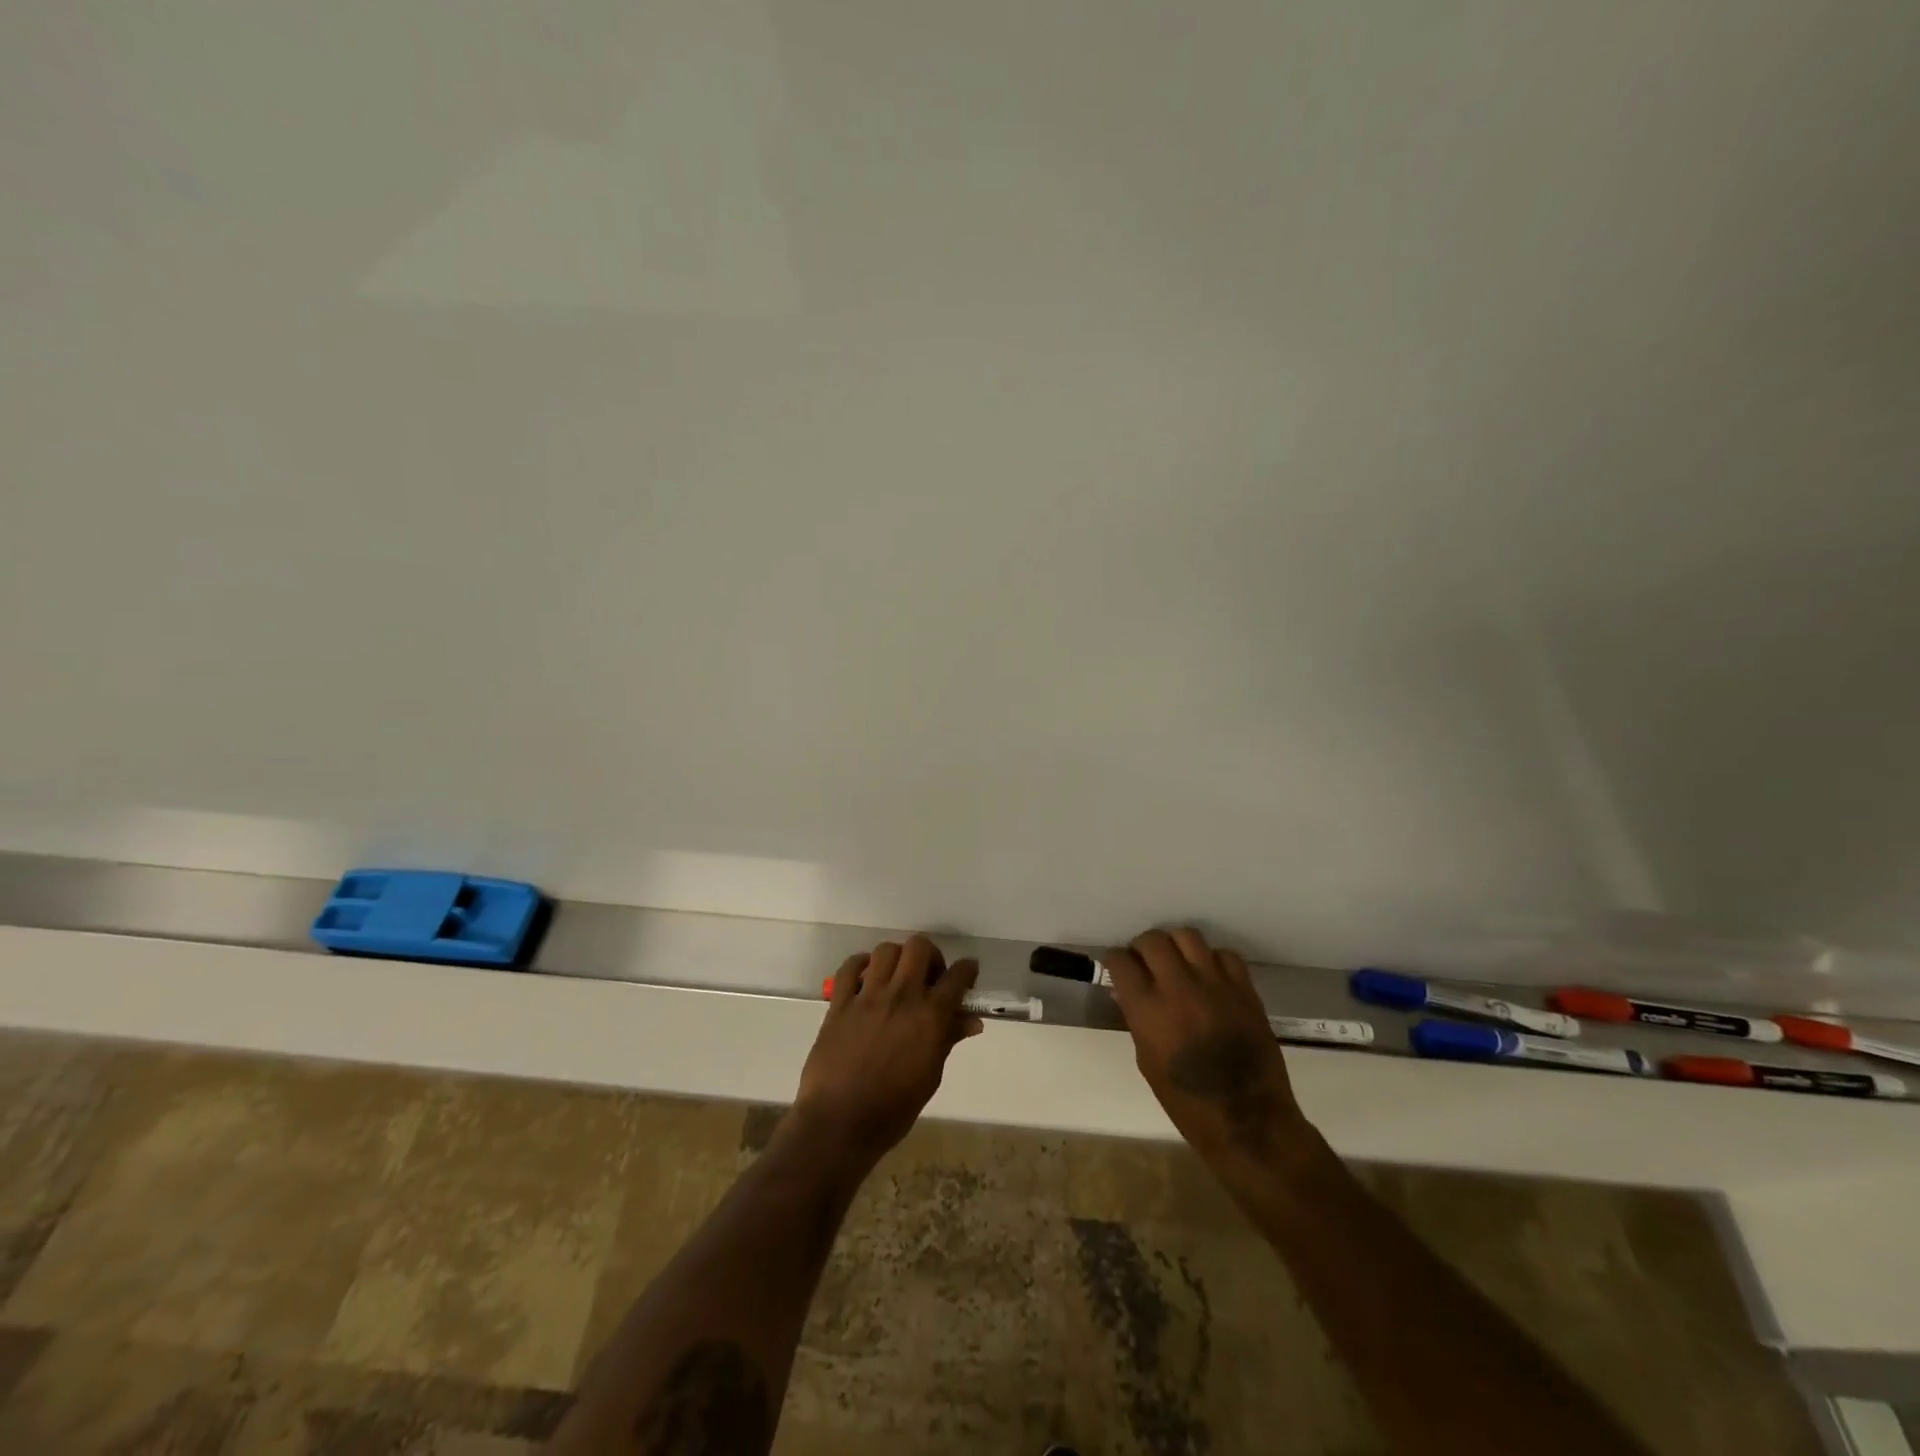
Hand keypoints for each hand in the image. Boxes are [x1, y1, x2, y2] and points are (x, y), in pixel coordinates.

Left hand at [792, 935, 981, 1167]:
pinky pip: (849, 968)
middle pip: (920, 948)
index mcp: (930, 1018)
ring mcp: (868, 997)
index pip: (957, 977)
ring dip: (897, 958)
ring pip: (886, 950)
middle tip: (929, 976)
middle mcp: (901, 997)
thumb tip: (971, 1021)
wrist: (840, 1122)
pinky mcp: (839, 1003)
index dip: (967, 970)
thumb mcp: (930, 1077)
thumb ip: (948, 1040)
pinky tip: (866, 977)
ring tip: (897, 976)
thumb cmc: (893, 1109)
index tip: (968, 973)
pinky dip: (860, 965)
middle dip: (931, 956)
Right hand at [1105, 928, 1309, 1166]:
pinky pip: (1225, 955)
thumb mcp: (1147, 1061)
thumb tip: (1127, 992)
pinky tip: (1210, 977)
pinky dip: (1213, 960)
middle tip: (1145, 962)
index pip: (1121, 962)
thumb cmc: (1187, 1103)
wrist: (1248, 1121)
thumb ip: (1137, 1019)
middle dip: (1142, 947)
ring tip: (1177, 962)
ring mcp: (1215, 985)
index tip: (1118, 968)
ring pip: (1188, 936)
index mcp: (1148, 1010)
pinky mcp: (1244, 990)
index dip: (1115, 961)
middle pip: (1153, 940)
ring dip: (1176, 945)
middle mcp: (1179, 988)